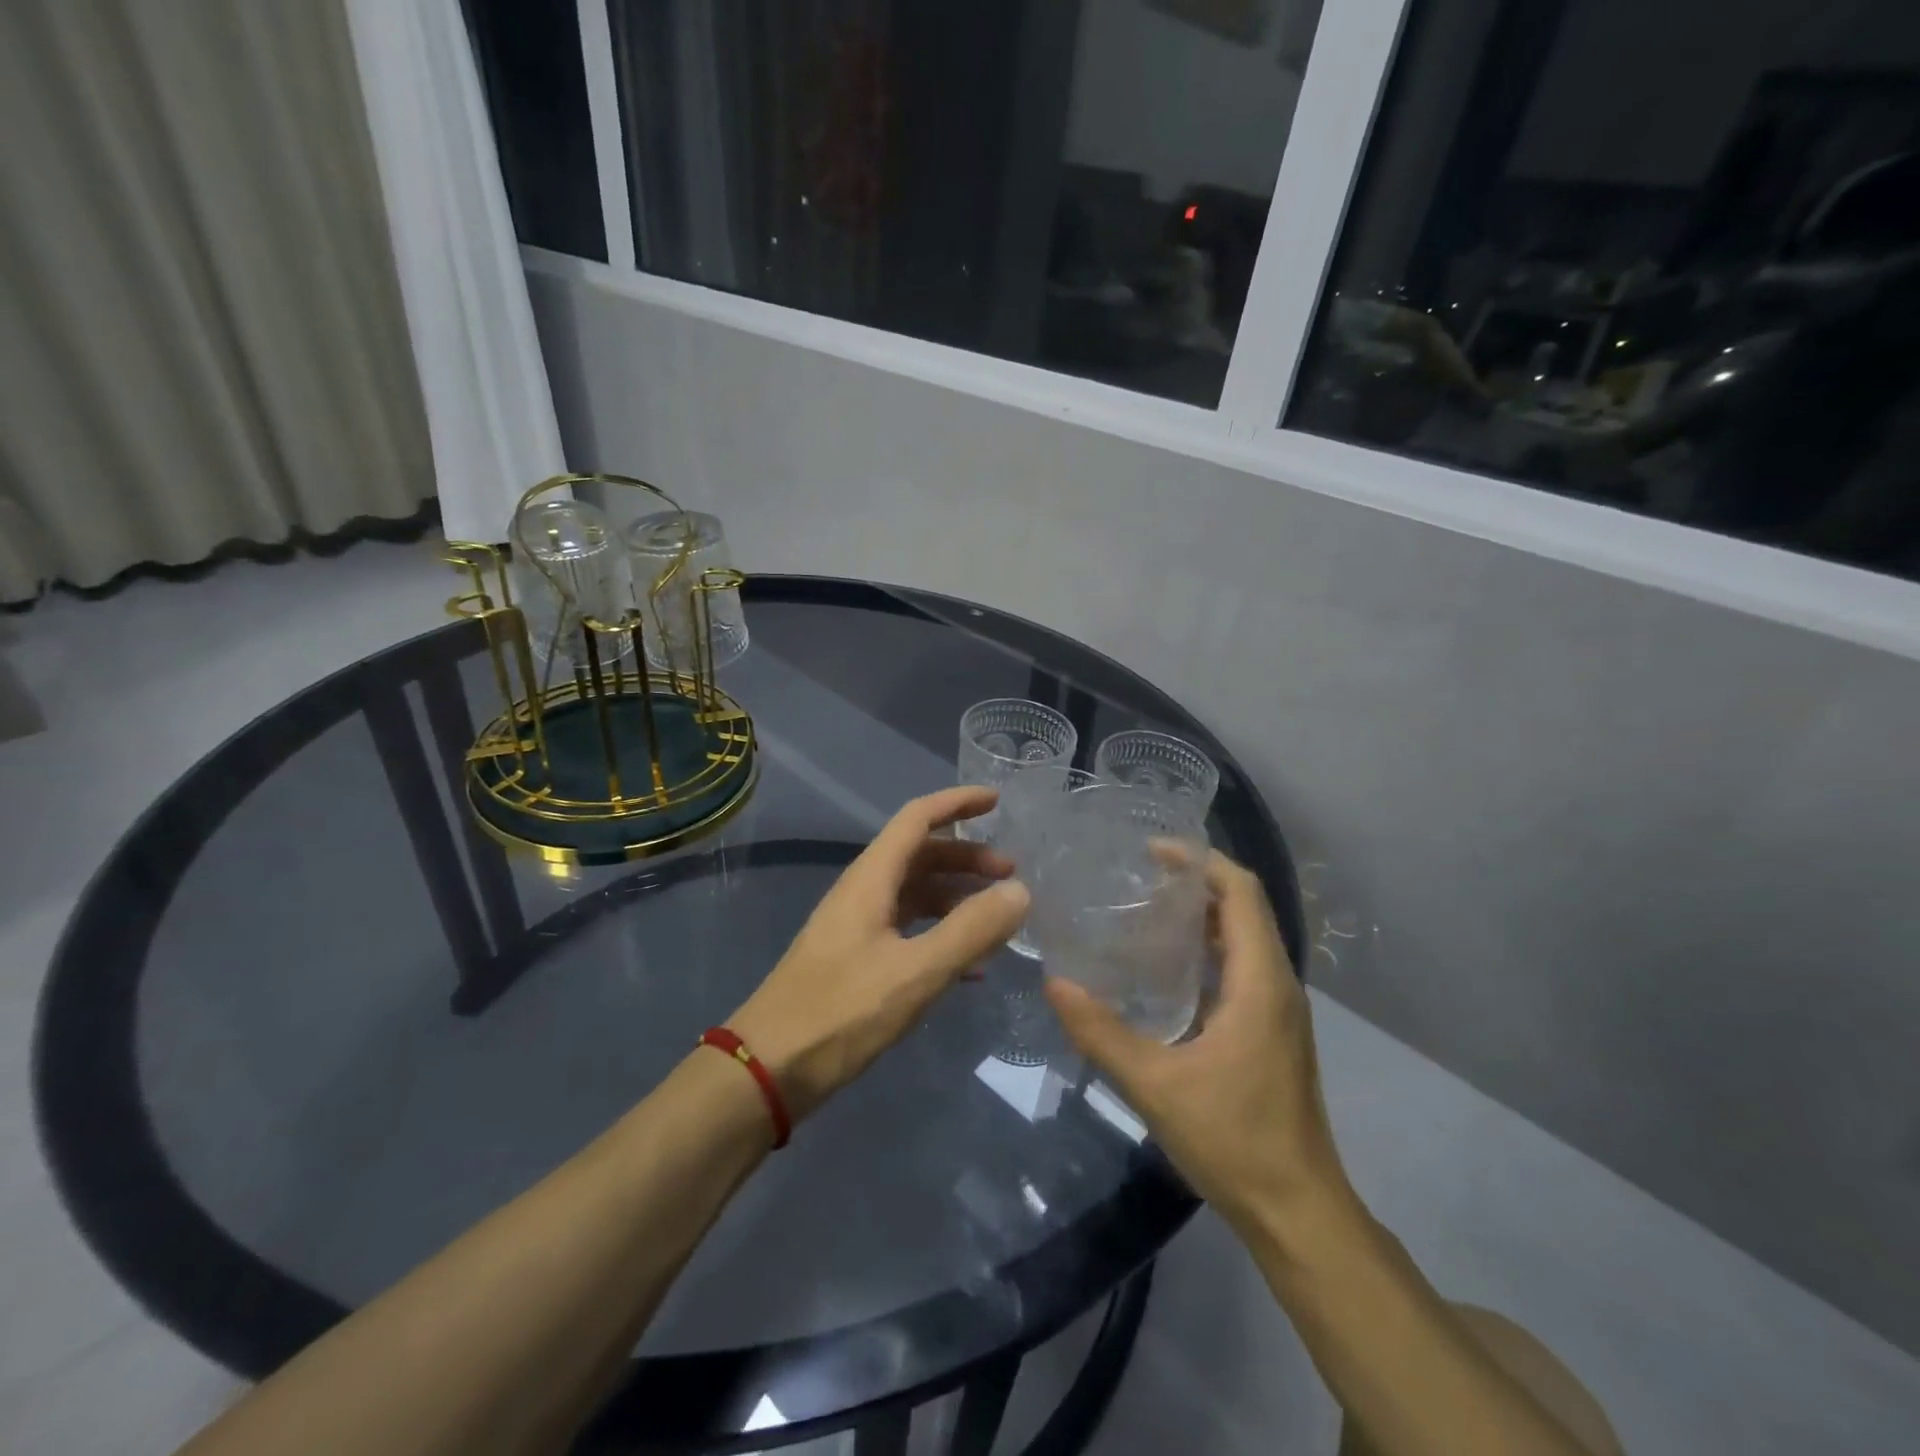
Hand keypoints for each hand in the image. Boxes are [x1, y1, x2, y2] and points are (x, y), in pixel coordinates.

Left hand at [730, 786, 1030, 1120]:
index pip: (918, 818)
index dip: (957, 803)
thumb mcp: (916, 971)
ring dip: (957, 898)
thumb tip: (1020, 891)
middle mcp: (864, 892)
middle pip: (921, 855)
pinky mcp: (856, 960)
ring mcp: (858, 927)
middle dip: (967, 858)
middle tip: (1012, 876)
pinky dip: (941, 934)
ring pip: (916, 894)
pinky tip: (970, 967)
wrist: (768, 1069)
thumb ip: (970, 930)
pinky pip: (908, 930)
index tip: (998, 802)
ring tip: (998, 920)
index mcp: (871, 878)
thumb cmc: (841, 1012)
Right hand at [1044, 851, 1347, 1228]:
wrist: (1298, 1212)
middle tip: (1138, 876)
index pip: (1241, 892)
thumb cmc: (1234, 1140)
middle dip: (1197, 881)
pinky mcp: (1274, 1031)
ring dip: (1204, 914)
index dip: (1201, 861)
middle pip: (1245, 907)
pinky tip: (1167, 967)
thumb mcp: (1155, 1085)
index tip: (1152, 851)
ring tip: (1146, 910)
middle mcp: (1278, 984)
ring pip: (1247, 938)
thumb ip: (1101, 1033)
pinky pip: (1244, 966)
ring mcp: (1280, 1009)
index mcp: (1260, 982)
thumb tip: (1055, 984)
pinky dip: (1210, 947)